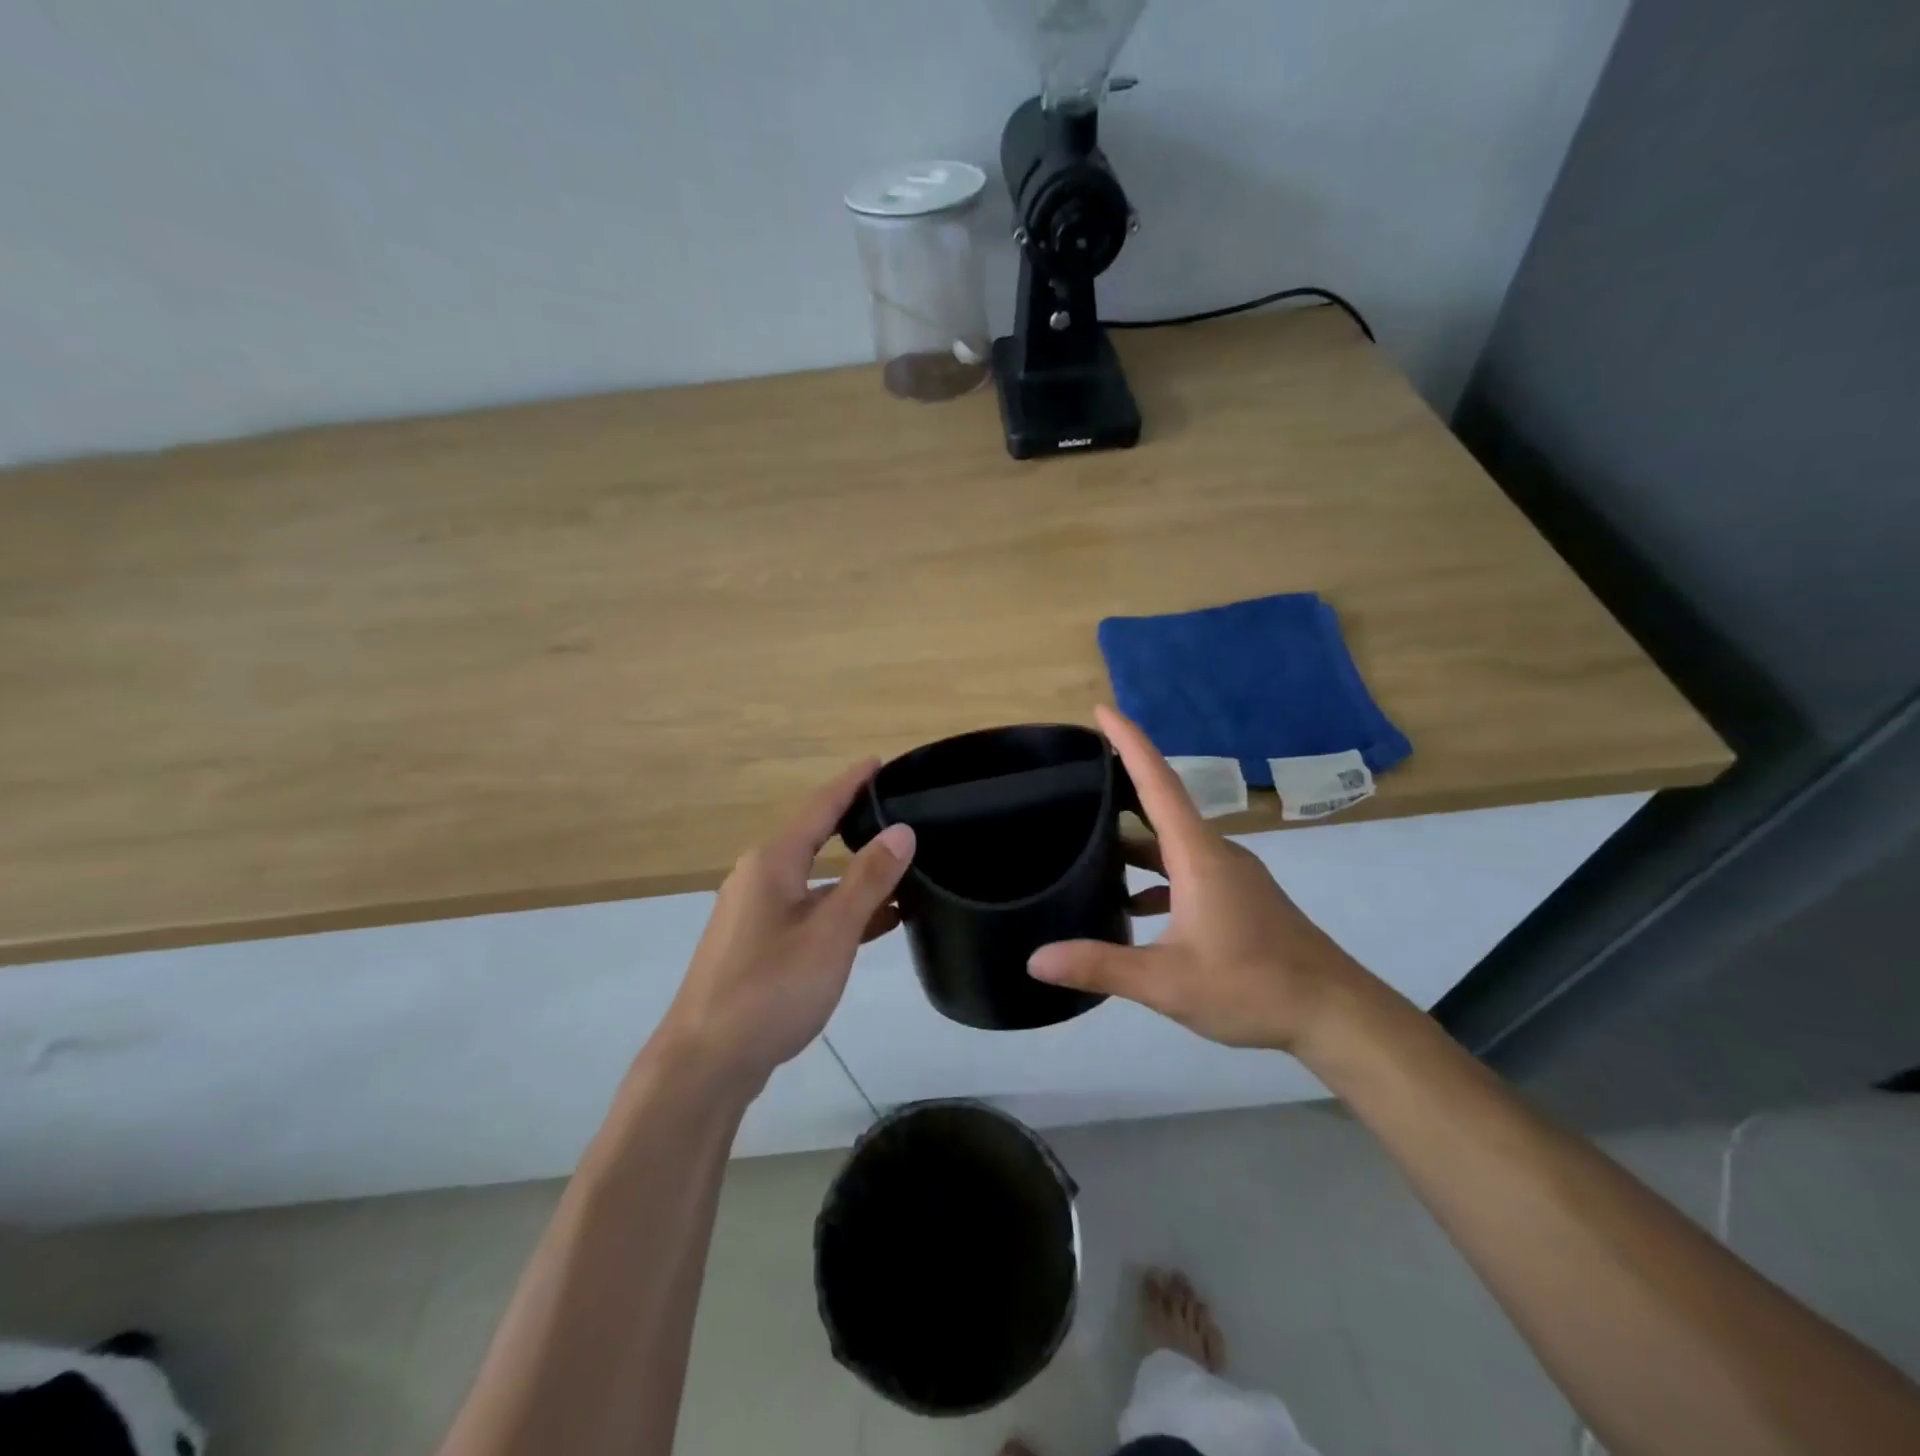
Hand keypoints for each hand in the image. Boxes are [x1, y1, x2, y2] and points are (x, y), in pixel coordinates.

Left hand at [657, 760, 914, 1087]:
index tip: (879, 761)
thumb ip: (868, 880)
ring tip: (903, 871)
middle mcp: (759, 878)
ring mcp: (755, 914)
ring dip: (855, 877)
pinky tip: (876, 923)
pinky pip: (808, 912)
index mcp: (772, 863)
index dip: (851, 783)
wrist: (705, 1064)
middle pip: (816, 839)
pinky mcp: (757, 946)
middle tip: (900, 813)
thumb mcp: (831, 933)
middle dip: (856, 825)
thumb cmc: (770, 990)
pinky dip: (841, 911)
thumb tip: (902, 830)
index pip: (820, 807)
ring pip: (815, 881)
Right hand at [1028, 705, 1372, 1051]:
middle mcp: (1215, 853)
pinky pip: (1186, 870)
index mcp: (1198, 855)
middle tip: (1078, 773)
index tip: (1102, 710)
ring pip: (1173, 843)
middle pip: (1162, 805)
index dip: (1129, 743)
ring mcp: (1231, 876)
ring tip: (1090, 841)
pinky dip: (1155, 876)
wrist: (1335, 1013)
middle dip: (1122, 784)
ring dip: (1135, 839)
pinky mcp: (1238, 899)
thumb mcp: (1168, 981)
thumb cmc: (1253, 985)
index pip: (1158, 783)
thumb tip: (1037, 959)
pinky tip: (1131, 905)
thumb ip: (1101, 965)